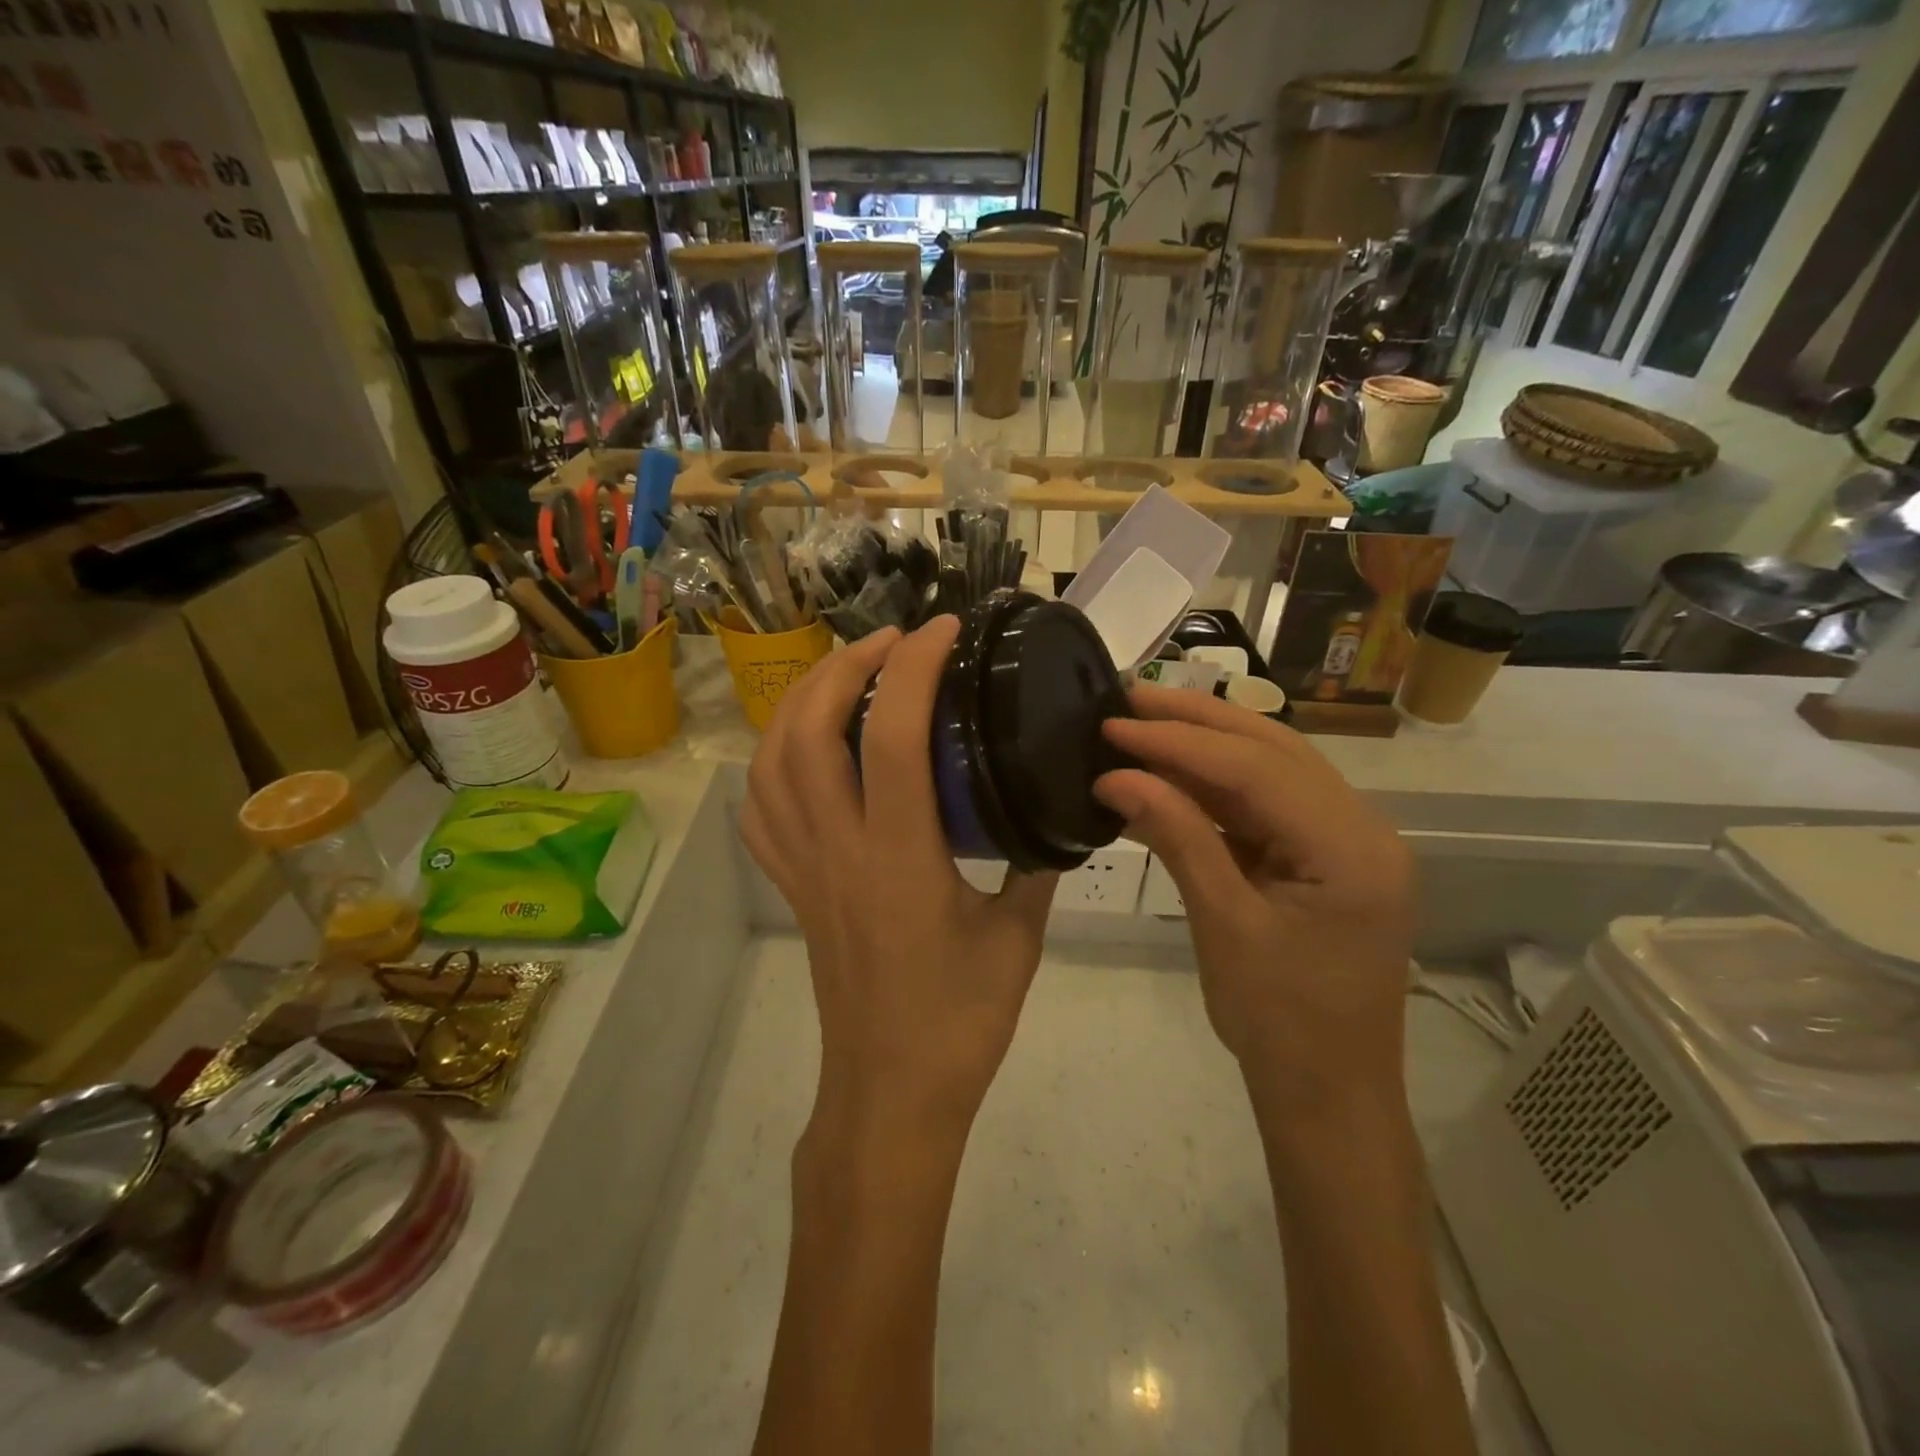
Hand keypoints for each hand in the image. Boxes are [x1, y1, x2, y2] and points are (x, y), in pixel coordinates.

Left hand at [741, 617, 1058, 1137]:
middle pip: (807, 729)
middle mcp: (837, 850)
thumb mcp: (1018, 939)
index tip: (945, 631)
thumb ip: (1034, 866)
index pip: (891, 736)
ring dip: (802, 700)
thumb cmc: (960, 1022)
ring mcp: (803, 867)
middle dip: (844, 665)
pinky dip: (773, 759)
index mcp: (899, 857)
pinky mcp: (790, 886)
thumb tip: (1049, 814)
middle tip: (891, 641)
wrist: (889, 1094)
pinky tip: (804, 747)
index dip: (913, 668)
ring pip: (771, 761)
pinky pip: (760, 809)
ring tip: (845, 674)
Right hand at [1093, 685, 1413, 1108]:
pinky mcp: (1324, 856)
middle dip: (1196, 720)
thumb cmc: (1279, 1022)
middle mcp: (1362, 828)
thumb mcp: (1223, 924)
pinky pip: (1266, 804)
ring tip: (1142, 722)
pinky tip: (1170, 773)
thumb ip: (1177, 837)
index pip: (1256, 769)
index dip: (1179, 741)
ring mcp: (1346, 840)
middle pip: (1273, 750)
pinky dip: (1215, 786)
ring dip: (1205, 744)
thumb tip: (1116, 776)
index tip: (1114, 724)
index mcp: (1352, 848)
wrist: (1327, 1094)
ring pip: (1270, 769)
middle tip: (1128, 698)